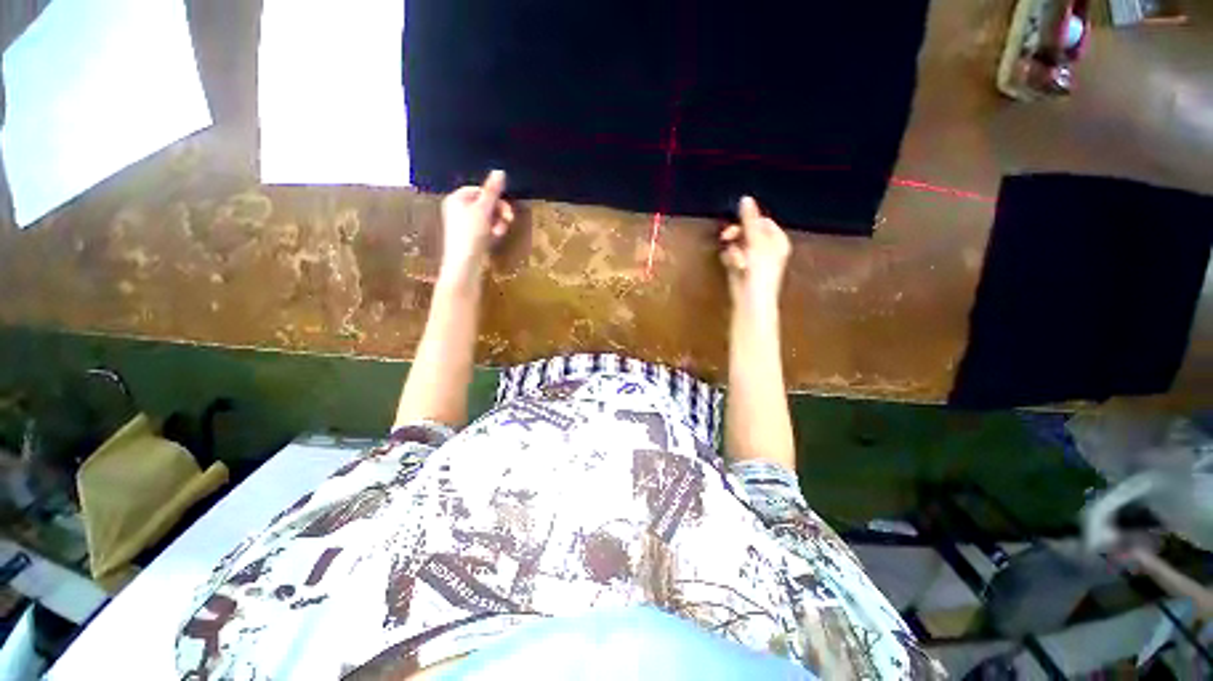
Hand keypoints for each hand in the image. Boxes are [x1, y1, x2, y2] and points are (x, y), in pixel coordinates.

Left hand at [439, 170, 513, 281]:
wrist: (464, 263)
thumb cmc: (471, 234)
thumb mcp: (484, 210)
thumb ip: (492, 191)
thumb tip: (500, 171)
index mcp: (457, 198)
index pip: (480, 190)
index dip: (495, 198)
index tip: (505, 208)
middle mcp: (458, 209)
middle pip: (485, 203)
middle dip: (498, 212)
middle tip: (507, 221)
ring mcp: (464, 224)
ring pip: (488, 217)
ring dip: (498, 223)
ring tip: (499, 232)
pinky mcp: (470, 237)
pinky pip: (485, 228)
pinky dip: (492, 231)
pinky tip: (495, 238)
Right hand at [719, 196, 790, 308]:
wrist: (751, 301)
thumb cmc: (759, 272)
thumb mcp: (756, 242)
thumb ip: (749, 221)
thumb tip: (745, 198)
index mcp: (777, 240)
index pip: (762, 221)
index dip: (749, 221)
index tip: (738, 224)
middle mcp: (766, 248)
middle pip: (747, 231)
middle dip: (737, 235)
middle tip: (726, 236)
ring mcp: (752, 259)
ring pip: (737, 243)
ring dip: (733, 250)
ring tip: (736, 262)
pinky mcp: (740, 268)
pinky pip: (732, 255)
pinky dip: (731, 259)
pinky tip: (732, 266)